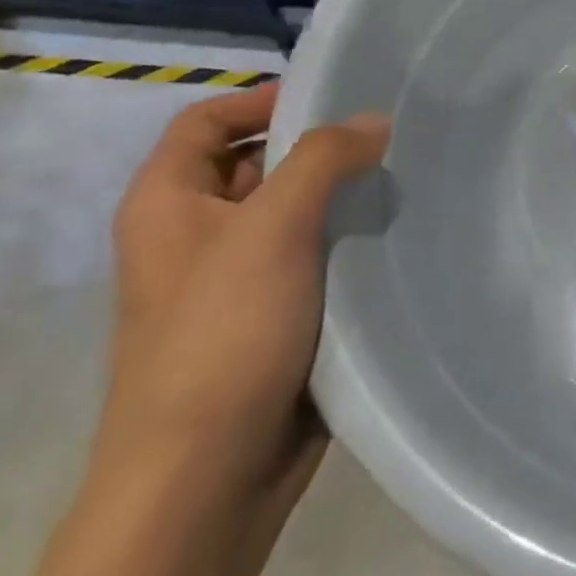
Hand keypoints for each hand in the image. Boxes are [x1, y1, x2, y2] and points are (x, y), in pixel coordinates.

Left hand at [98, 83, 388, 510]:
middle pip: (258, 164)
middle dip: (318, 147)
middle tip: (390, 133)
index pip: (207, 121)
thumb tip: (373, 120)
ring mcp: (236, 280)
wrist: (206, 479)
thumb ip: (322, 160)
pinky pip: (315, 258)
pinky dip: (350, 241)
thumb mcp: (271, 229)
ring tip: (407, 176)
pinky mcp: (276, 317)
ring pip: (294, 214)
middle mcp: (196, 235)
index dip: (262, 98)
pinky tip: (399, 233)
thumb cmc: (222, 336)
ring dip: (342, 195)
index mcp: (168, 205)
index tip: (335, 96)